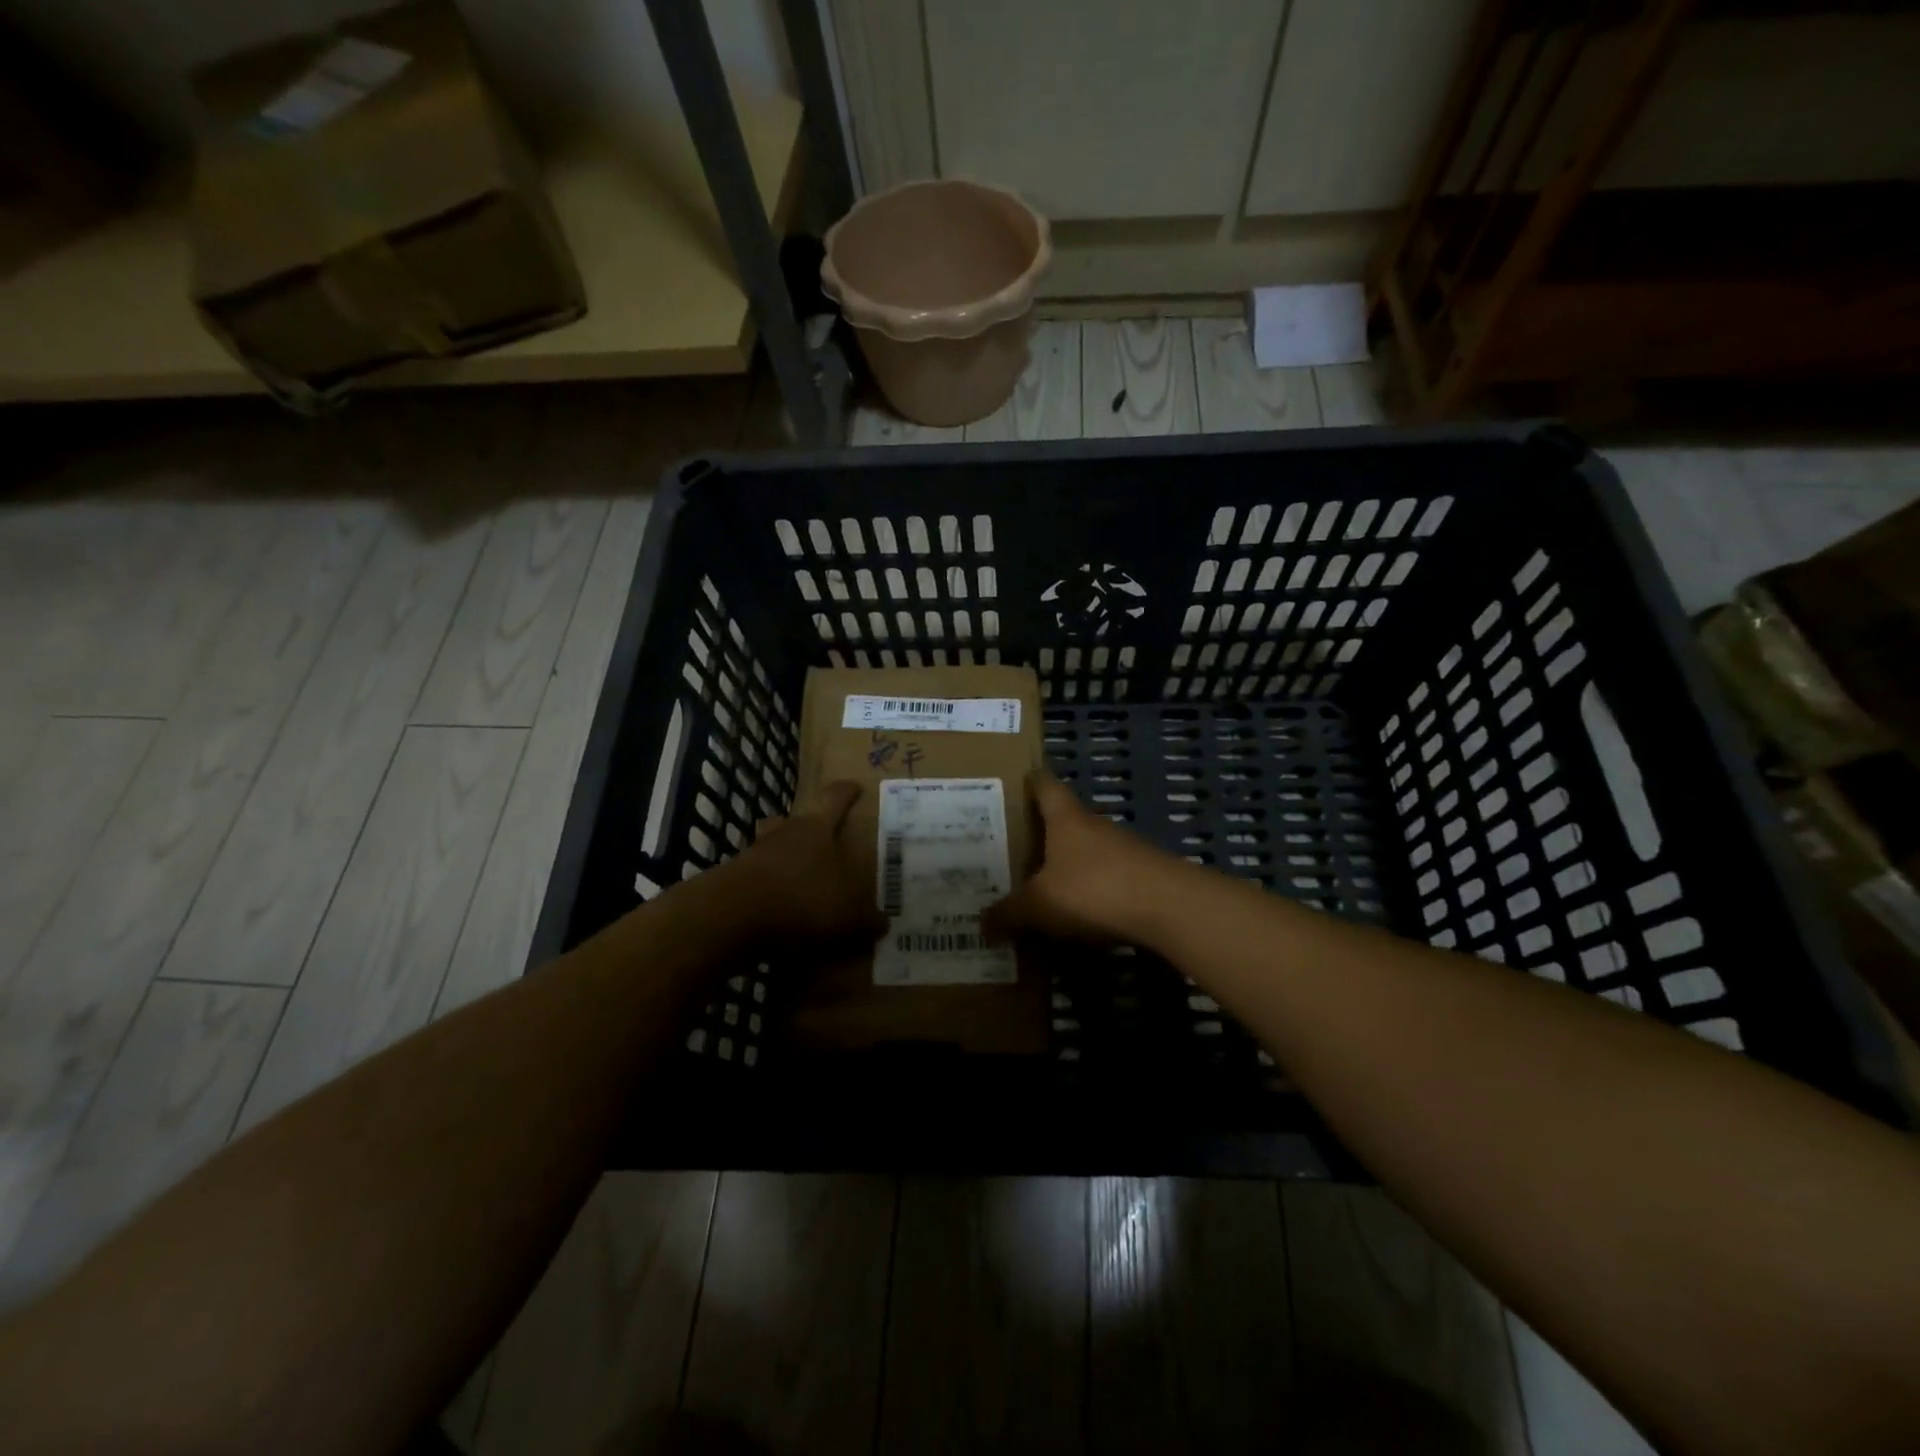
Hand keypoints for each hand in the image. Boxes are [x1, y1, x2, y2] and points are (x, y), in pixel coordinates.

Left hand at [732, 780, 886, 945]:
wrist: (734, 917)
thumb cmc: (803, 899)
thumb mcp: (849, 915)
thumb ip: (867, 918)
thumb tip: (882, 922)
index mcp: (817, 829)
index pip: (834, 799)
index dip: (846, 792)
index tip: (854, 786)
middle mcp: (784, 833)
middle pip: (794, 820)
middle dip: (807, 829)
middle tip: (822, 843)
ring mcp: (753, 855)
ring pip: (771, 848)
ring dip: (783, 860)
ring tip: (798, 881)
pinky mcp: (732, 882)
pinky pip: (756, 881)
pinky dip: (767, 893)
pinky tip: (778, 914)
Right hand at [984, 773, 1183, 945]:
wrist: (1168, 907)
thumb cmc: (1093, 889)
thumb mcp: (1040, 905)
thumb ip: (1010, 913)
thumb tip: (981, 923)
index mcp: (1066, 819)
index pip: (1046, 786)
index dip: (1032, 781)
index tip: (1018, 779)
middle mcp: (1095, 825)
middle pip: (1067, 819)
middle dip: (1045, 830)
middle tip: (1016, 844)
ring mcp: (1124, 848)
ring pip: (1088, 848)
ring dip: (1070, 861)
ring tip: (1044, 880)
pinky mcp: (1144, 874)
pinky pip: (1108, 875)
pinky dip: (1093, 886)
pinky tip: (1081, 908)